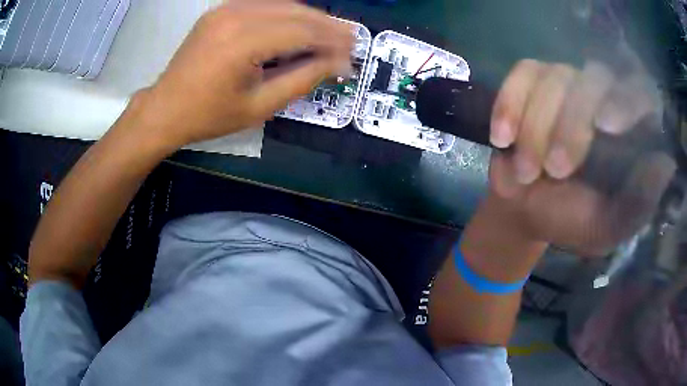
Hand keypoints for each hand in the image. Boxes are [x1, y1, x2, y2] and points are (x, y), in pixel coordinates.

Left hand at [135, 3, 352, 148]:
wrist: (165, 108)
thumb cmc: (209, 115)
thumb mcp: (259, 106)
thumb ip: (302, 80)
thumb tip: (337, 64)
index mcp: (243, 42)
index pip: (303, 32)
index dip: (332, 42)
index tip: (353, 55)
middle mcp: (236, 15)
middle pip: (296, 11)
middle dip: (327, 26)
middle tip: (350, 40)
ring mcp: (227, 9)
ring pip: (283, 4)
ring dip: (311, 18)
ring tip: (331, 34)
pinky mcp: (222, 10)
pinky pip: (265, 5)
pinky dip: (288, 14)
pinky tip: (299, 27)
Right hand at [485, 56, 674, 255]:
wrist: (524, 208)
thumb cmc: (569, 220)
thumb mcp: (606, 226)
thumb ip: (638, 204)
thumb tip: (667, 164)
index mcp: (628, 132)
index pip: (641, 91)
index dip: (628, 99)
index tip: (605, 126)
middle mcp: (603, 97)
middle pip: (595, 79)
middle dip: (571, 126)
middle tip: (555, 171)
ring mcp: (566, 81)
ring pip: (555, 78)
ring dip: (536, 128)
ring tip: (526, 172)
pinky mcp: (532, 80)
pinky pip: (522, 75)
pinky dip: (510, 105)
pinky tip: (503, 139)